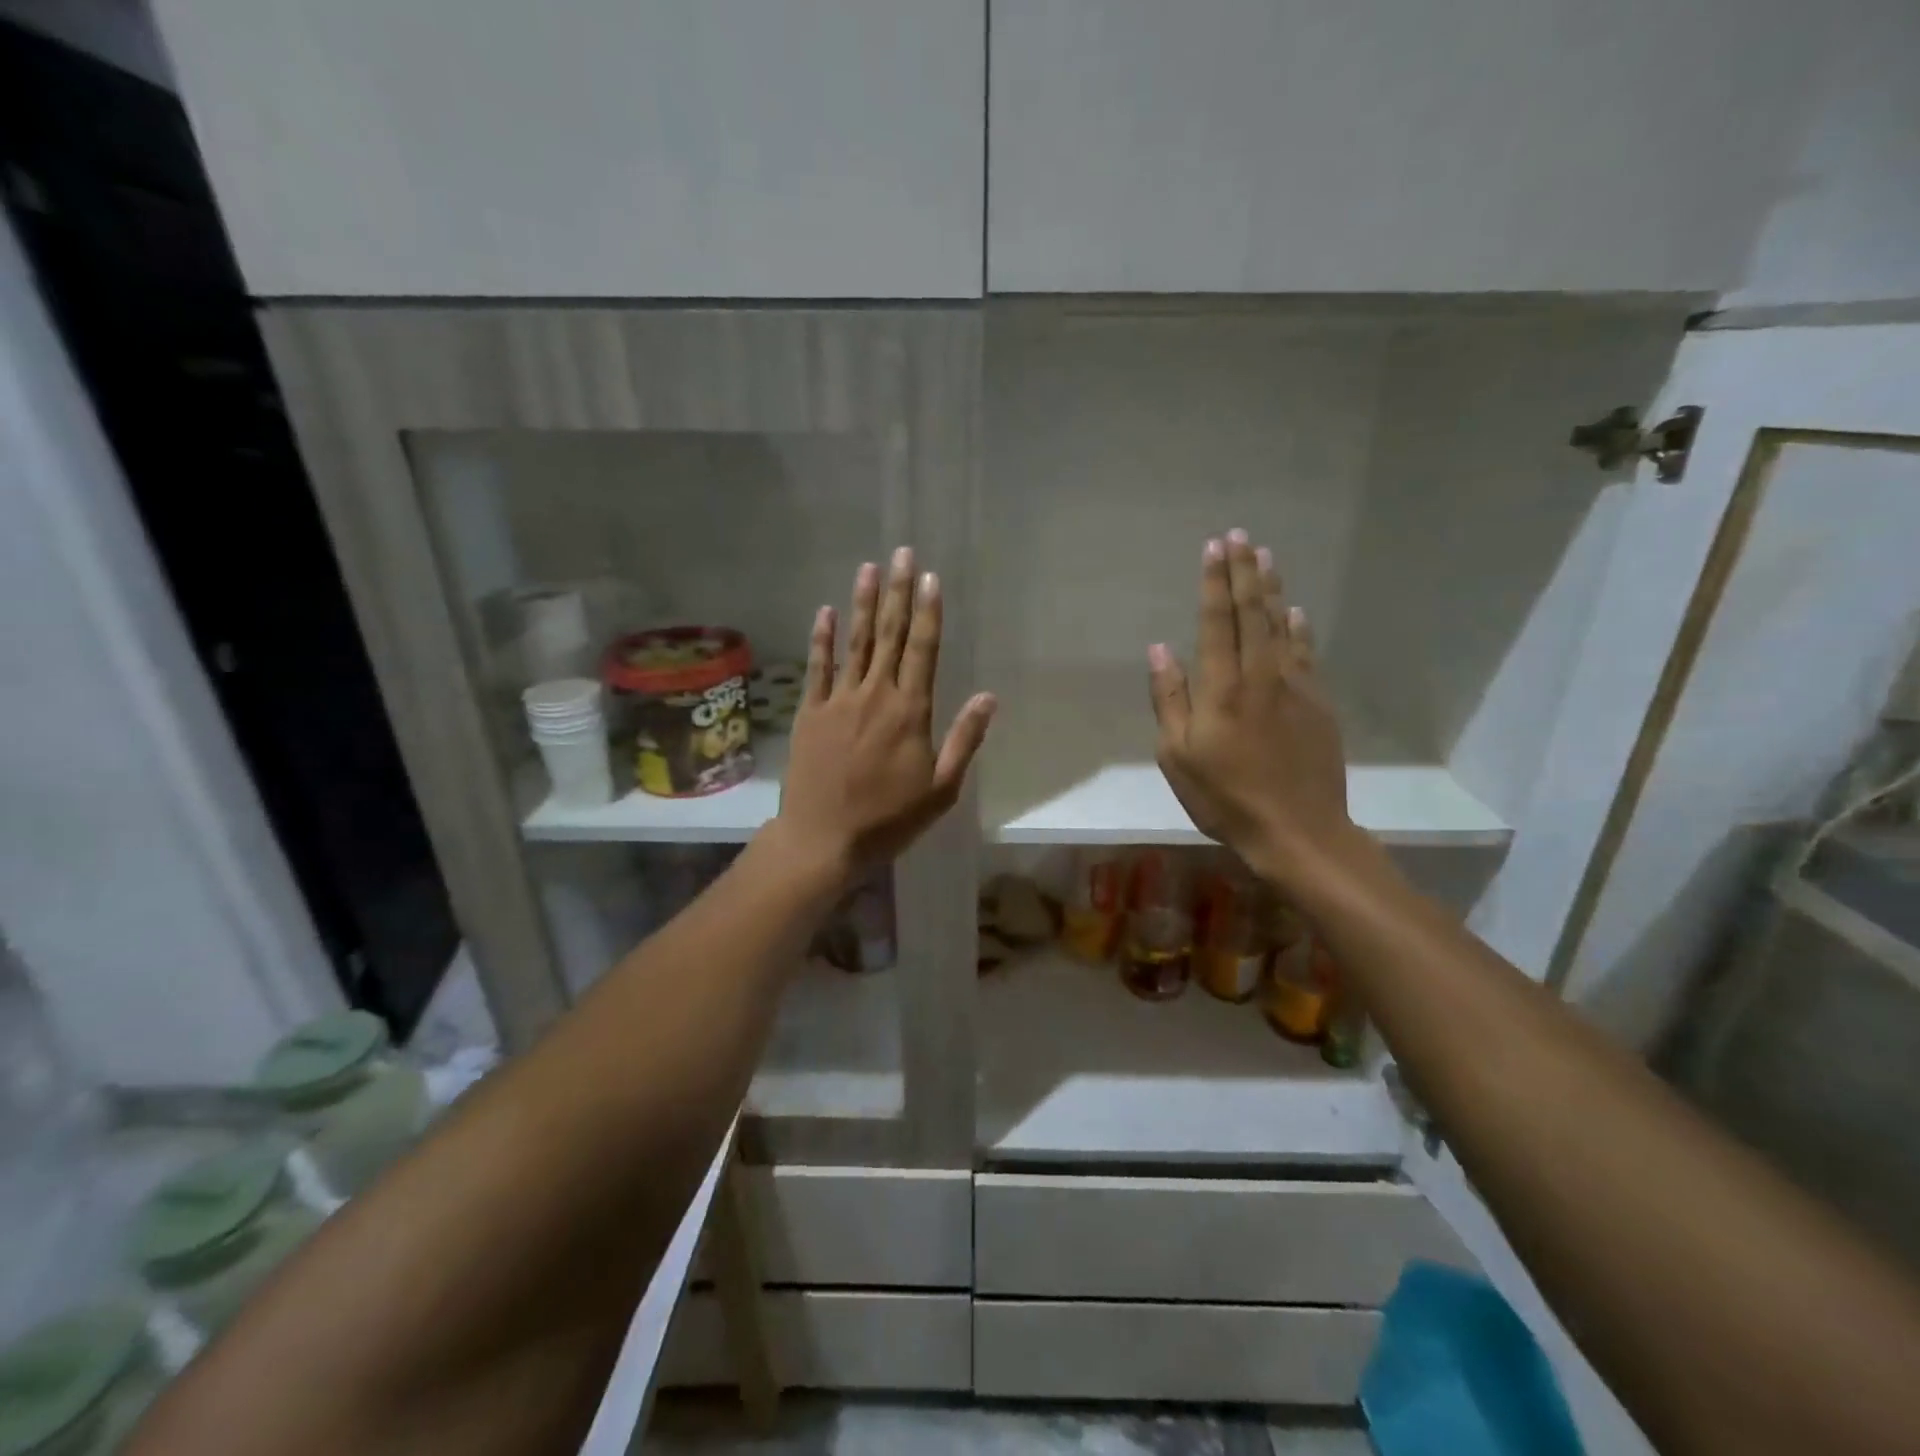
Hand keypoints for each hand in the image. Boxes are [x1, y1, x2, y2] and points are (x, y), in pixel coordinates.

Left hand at [773, 547, 995, 877]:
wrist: (824, 839)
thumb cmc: (889, 818)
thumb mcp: (941, 789)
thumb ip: (965, 739)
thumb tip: (989, 697)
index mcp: (911, 711)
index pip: (923, 650)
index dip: (928, 612)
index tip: (930, 578)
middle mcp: (875, 695)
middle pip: (889, 635)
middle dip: (897, 592)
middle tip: (902, 553)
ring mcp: (839, 700)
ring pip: (855, 642)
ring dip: (863, 603)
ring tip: (869, 567)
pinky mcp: (811, 712)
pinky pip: (817, 667)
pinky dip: (822, 638)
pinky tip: (826, 611)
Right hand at [1147, 531, 1354, 883]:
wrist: (1298, 830)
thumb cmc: (1225, 797)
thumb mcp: (1177, 756)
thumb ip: (1169, 699)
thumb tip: (1159, 650)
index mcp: (1221, 688)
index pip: (1216, 622)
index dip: (1214, 583)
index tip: (1213, 547)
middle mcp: (1260, 676)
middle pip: (1253, 613)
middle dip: (1244, 572)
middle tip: (1241, 536)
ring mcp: (1295, 688)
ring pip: (1282, 627)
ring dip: (1272, 589)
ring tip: (1266, 557)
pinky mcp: (1318, 705)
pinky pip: (1306, 654)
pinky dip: (1300, 628)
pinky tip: (1296, 611)